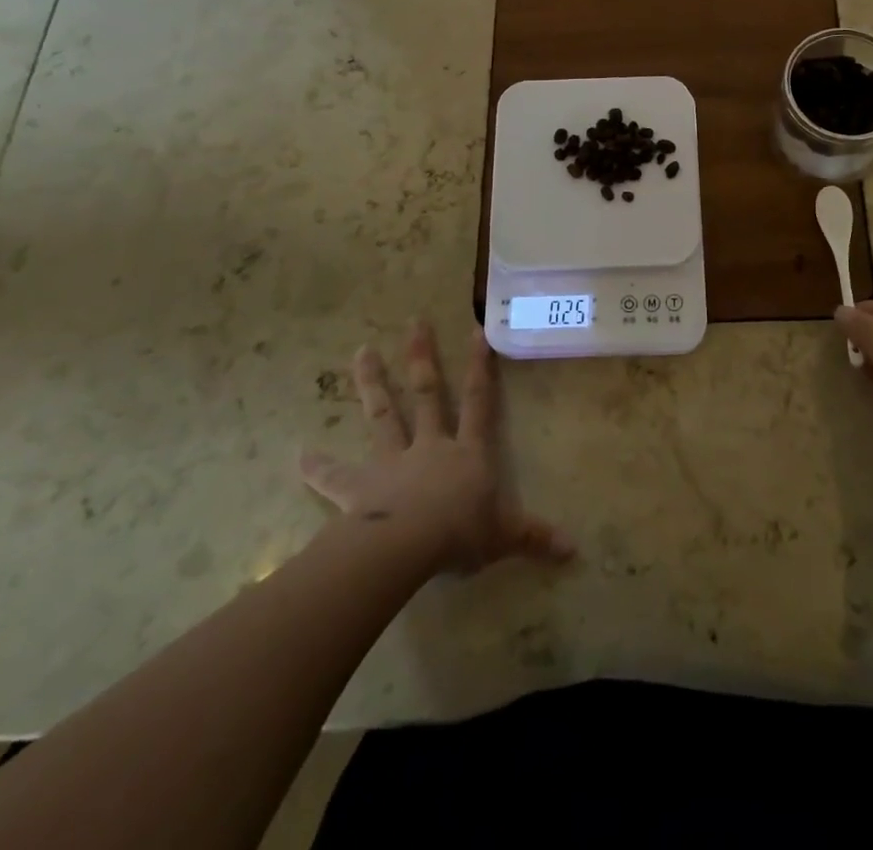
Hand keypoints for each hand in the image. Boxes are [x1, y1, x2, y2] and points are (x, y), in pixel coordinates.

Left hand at [299, 322, 573, 574]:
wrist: (408, 547)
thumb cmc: (461, 534)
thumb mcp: (505, 537)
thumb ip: (535, 538)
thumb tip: (575, 550)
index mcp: (467, 452)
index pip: (478, 401)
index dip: (479, 367)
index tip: (475, 330)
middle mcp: (430, 446)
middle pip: (427, 394)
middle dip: (422, 357)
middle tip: (414, 321)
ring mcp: (392, 462)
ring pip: (383, 415)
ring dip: (372, 383)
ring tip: (361, 351)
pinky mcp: (359, 488)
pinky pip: (335, 476)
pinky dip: (316, 467)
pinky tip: (297, 455)